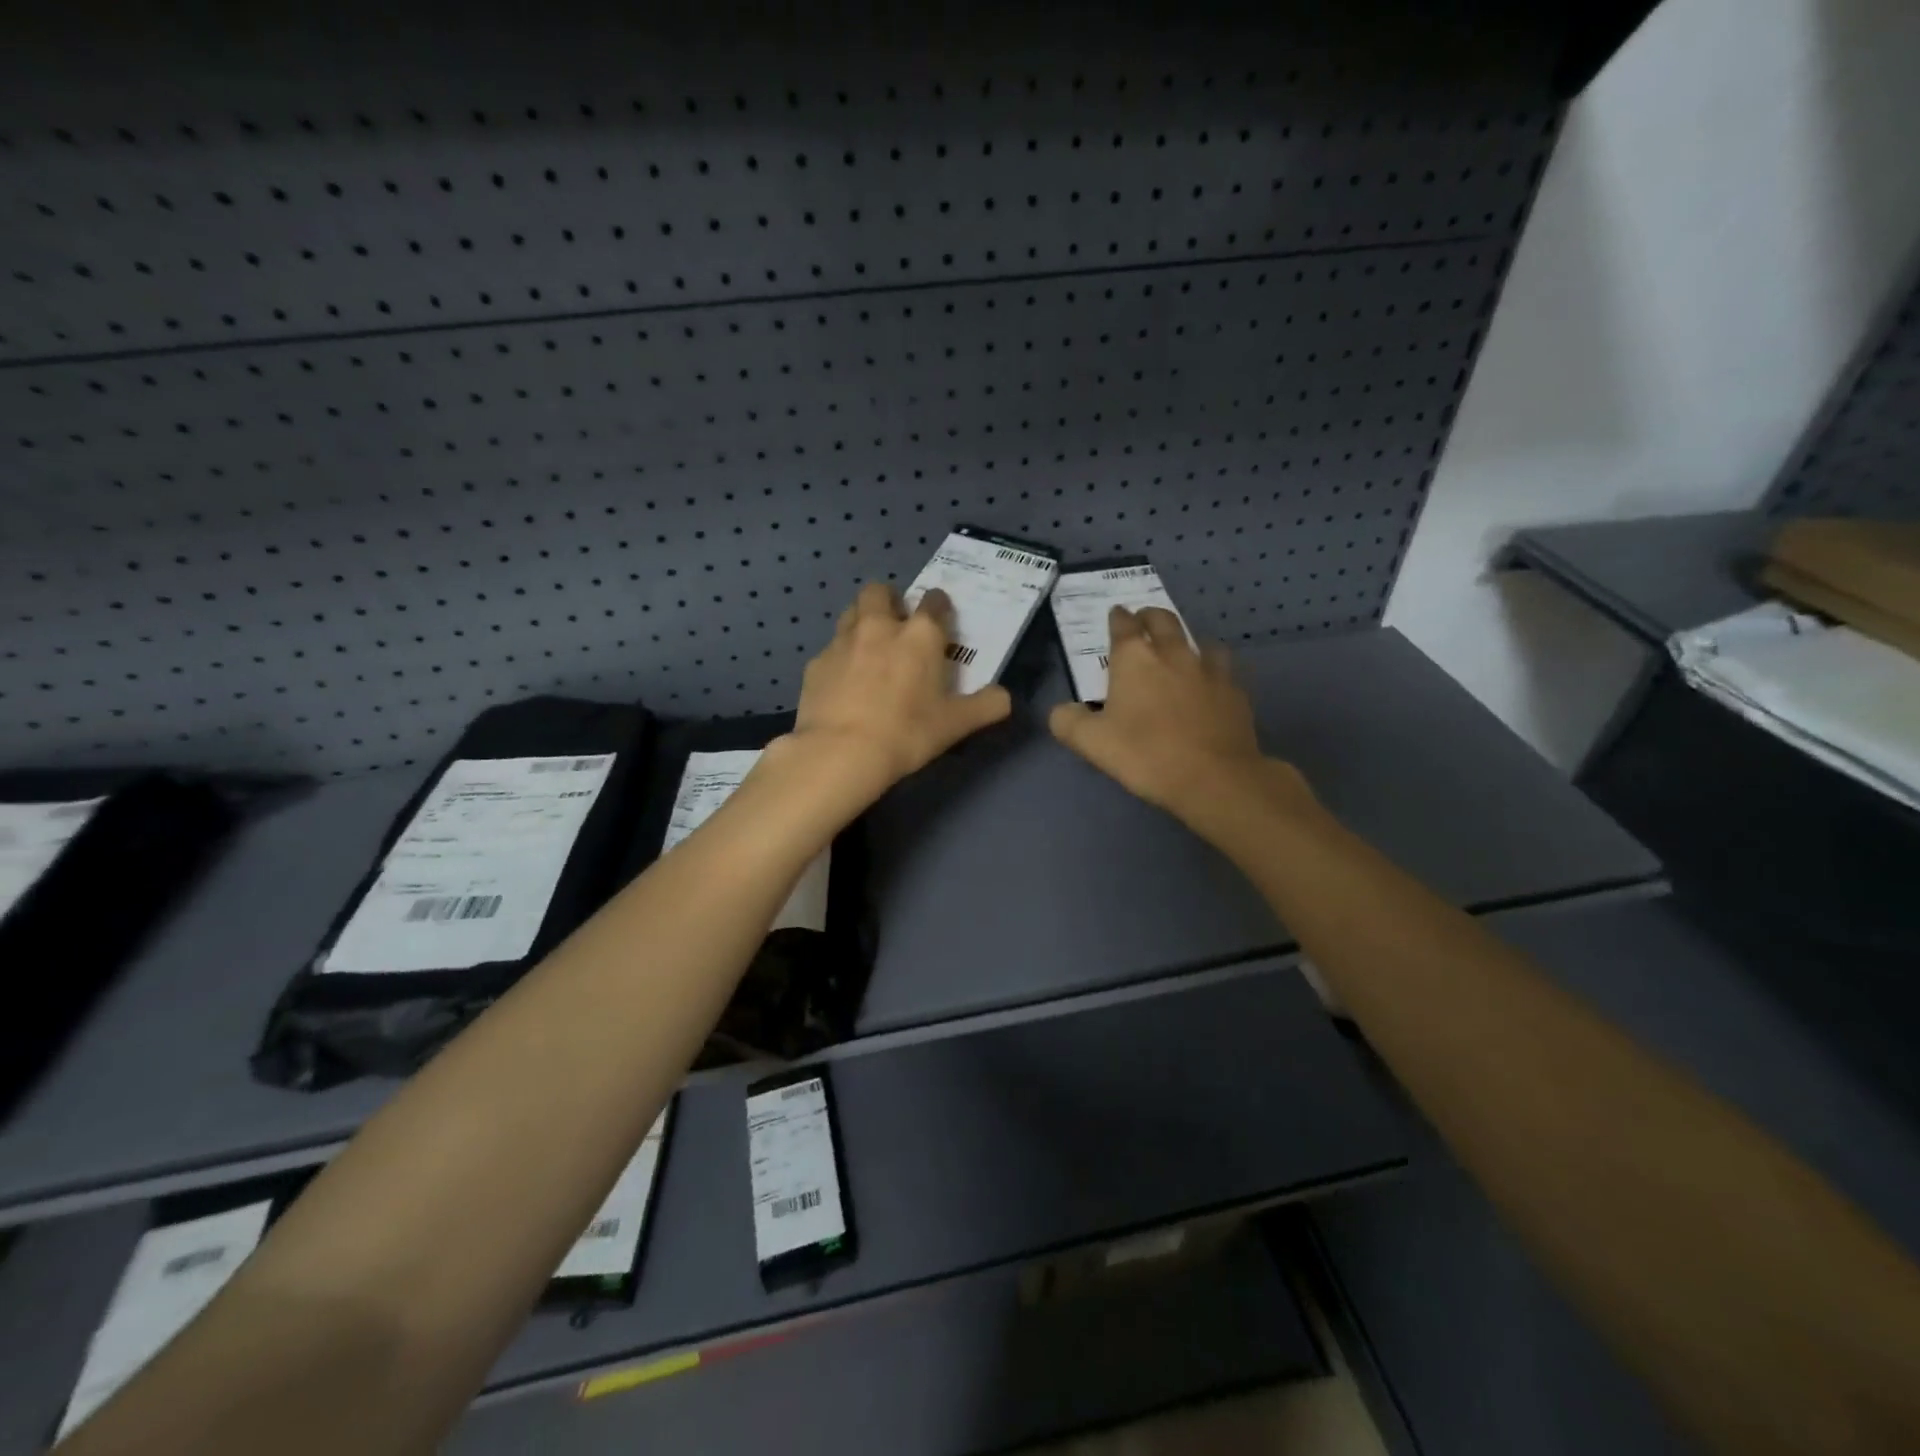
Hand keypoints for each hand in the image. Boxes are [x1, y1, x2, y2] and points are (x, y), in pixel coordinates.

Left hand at [786, 582, 1012, 790]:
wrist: (841, 752)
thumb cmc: (907, 733)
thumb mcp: (956, 724)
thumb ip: (986, 706)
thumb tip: (1004, 697)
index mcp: (920, 635)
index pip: (934, 602)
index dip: (939, 606)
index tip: (940, 619)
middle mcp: (880, 626)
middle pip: (880, 591)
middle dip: (890, 599)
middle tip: (897, 623)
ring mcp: (843, 641)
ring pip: (851, 612)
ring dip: (862, 620)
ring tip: (869, 646)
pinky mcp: (816, 663)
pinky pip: (831, 648)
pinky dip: (840, 657)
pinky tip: (843, 681)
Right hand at [1049, 607, 1315, 831]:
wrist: (1215, 778)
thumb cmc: (1146, 755)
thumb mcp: (1092, 743)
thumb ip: (1069, 722)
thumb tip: (1062, 711)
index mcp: (1135, 659)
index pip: (1124, 625)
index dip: (1118, 618)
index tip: (1116, 615)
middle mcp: (1174, 653)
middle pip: (1163, 621)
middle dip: (1150, 617)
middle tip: (1143, 622)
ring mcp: (1210, 670)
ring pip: (1199, 640)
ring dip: (1186, 640)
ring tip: (1181, 650)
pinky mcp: (1236, 691)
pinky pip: (1224, 669)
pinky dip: (1213, 669)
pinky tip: (1211, 683)